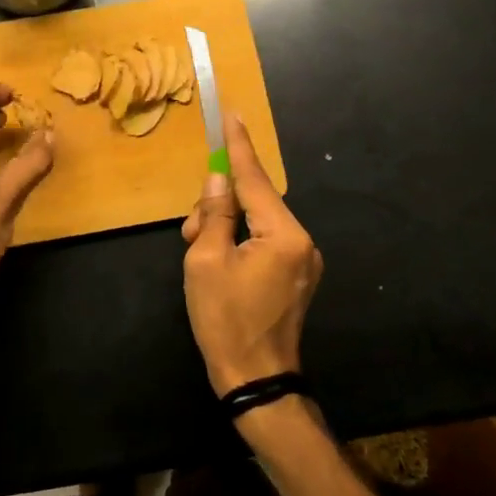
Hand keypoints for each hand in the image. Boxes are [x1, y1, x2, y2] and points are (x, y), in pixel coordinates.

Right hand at [181, 113, 322, 395]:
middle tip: (192, 233)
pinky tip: (220, 262)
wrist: (256, 381)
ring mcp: (304, 260)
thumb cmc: (225, 321)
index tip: (233, 115)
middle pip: (255, 202)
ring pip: (258, 222)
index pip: (254, 180)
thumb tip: (216, 181)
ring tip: (201, 255)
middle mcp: (302, 241)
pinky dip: (240, 241)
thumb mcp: (206, 262)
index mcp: (283, 234)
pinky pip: (266, 242)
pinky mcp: (298, 276)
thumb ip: (213, 215)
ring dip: (227, 227)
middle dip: (219, 207)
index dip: (239, 147)